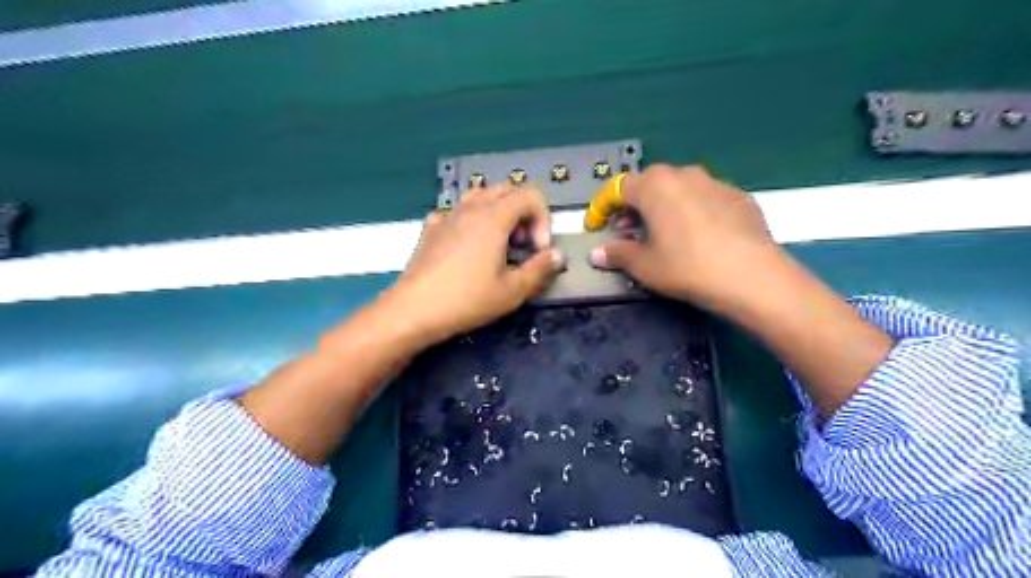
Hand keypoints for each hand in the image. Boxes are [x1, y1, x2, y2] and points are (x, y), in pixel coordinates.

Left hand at [385, 184, 563, 347]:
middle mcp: (471, 208)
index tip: (538, 250)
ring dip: (497, 214)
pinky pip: (455, 213)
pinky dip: (469, 222)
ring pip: (479, 197)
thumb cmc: (468, 300)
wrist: (414, 310)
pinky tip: (467, 246)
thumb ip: (540, 268)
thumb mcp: (513, 290)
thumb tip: (557, 255)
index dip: (543, 220)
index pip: (530, 196)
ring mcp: (447, 216)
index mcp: (494, 217)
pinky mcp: (430, 229)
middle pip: (506, 191)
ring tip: (497, 244)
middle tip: (521, 248)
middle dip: (522, 215)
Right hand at [587, 165, 782, 313]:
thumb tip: (597, 253)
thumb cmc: (686, 267)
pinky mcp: (739, 196)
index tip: (595, 227)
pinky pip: (704, 199)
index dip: (601, 208)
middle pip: (648, 185)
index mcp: (654, 185)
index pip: (617, 189)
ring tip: (661, 235)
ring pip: (678, 190)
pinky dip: (691, 213)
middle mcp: (684, 174)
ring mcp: (715, 182)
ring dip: (662, 208)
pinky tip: (696, 238)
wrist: (751, 276)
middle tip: (627, 233)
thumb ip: (616, 254)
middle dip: (632, 208)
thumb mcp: (643, 265)